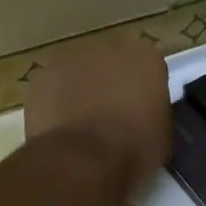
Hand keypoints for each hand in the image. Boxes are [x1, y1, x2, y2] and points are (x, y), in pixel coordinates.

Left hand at [24, 30, 171, 184]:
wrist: (82, 159)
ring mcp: (70, 58)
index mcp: (145, 56)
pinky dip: (56, 100)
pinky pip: (54, 86)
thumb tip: (143, 115)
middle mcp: (109, 46)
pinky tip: (60, 126)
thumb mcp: (163, 134)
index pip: (149, 64)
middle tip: (112, 114)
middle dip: (112, 81)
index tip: (142, 109)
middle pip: (112, 61)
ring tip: (82, 123)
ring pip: (80, 70)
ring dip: (82, 88)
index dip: (144, 88)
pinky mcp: (42, 75)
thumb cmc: (133, 149)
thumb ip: (154, 111)